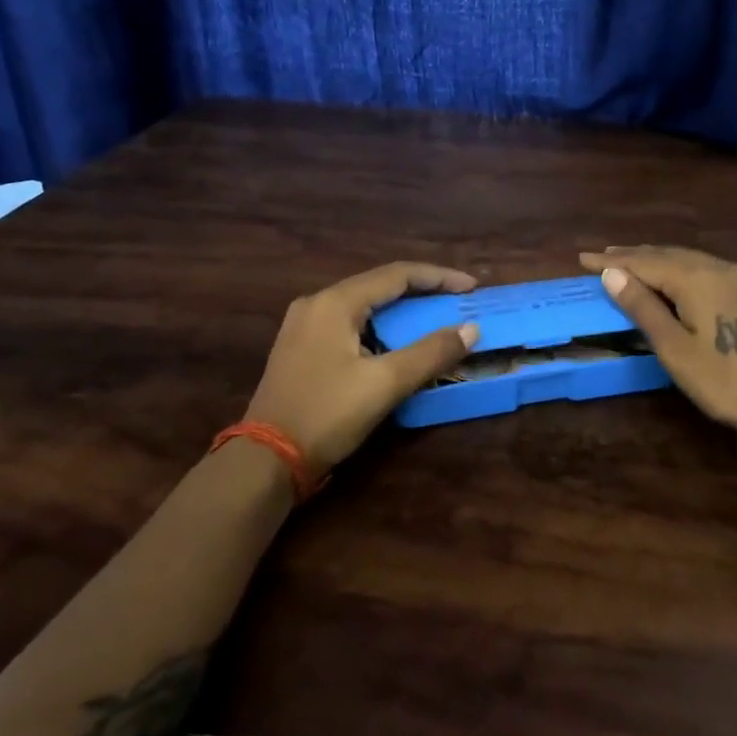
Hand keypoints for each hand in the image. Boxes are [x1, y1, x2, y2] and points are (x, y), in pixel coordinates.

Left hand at [243, 263, 480, 477]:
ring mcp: (304, 326)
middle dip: (422, 292)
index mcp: (335, 303)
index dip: (439, 278)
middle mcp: (317, 304)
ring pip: (364, 306)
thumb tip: (471, 329)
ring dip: (401, 311)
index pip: (397, 275)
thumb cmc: (326, 414)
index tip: (471, 288)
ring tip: (435, 319)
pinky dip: (381, 328)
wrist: (265, 460)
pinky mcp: (302, 349)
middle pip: (379, 285)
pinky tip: (398, 343)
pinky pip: (351, 324)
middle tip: (457, 302)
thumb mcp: (385, 383)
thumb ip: (430, 353)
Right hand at [579, 246, 736, 451]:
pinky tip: (675, 278)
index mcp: (697, 278)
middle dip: (633, 256)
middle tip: (602, 257)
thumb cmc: (727, 381)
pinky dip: (680, 270)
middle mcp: (719, 268)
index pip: (644, 262)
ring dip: (657, 260)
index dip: (611, 261)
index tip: (582, 258)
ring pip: (689, 260)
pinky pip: (706, 270)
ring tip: (630, 263)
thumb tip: (612, 273)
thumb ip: (643, 308)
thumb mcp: (676, 349)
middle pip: (667, 255)